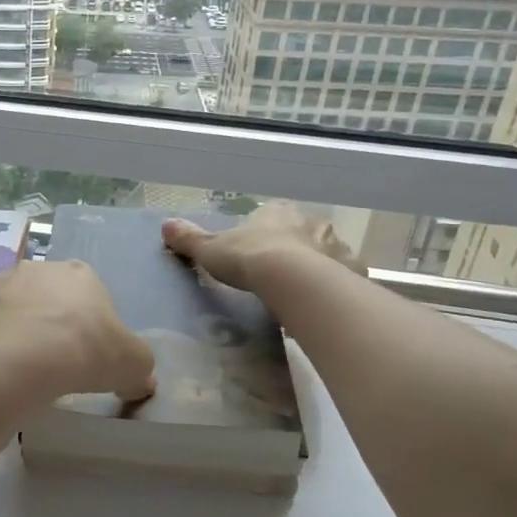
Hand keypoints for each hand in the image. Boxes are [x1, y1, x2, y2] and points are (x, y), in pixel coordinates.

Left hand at [0, 261, 155, 404]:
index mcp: (80, 275)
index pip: (88, 295)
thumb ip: (139, 368)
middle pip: (45, 296)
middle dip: (48, 322)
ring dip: (13, 327)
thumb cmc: (86, 351)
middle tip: (51, 362)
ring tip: (17, 367)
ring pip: (8, 305)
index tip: (85, 356)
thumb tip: (140, 382)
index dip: (88, 326)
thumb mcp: (133, 364)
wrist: (23, 357)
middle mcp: (38, 268)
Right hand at [161, 202, 351, 294]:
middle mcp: (311, 222)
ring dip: (318, 268)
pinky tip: (323, 304)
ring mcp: (335, 245)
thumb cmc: (249, 258)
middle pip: (303, 233)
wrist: (293, 280)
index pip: (273, 216)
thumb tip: (165, 225)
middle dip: (295, 250)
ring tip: (303, 294)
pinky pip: (344, 277)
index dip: (266, 233)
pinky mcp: (352, 269)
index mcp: (278, 212)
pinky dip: (336, 288)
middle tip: (281, 275)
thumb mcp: (211, 250)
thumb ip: (190, 239)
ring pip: (327, 255)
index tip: (258, 250)